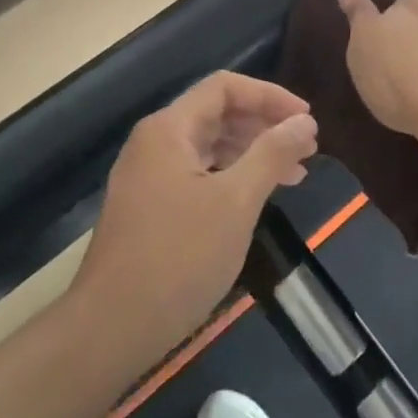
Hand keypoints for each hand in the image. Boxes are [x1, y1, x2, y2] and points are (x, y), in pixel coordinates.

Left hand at [72, 72, 316, 361]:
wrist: (110, 330)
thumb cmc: (178, 258)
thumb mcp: (235, 202)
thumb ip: (271, 153)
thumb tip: (304, 120)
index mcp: (169, 129)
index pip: (224, 88)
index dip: (270, 96)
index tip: (307, 119)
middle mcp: (154, 143)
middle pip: (216, 114)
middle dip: (264, 125)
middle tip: (307, 148)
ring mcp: (148, 176)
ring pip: (208, 147)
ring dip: (251, 153)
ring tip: (294, 174)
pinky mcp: (149, 207)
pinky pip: (197, 174)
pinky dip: (231, 178)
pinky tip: (256, 198)